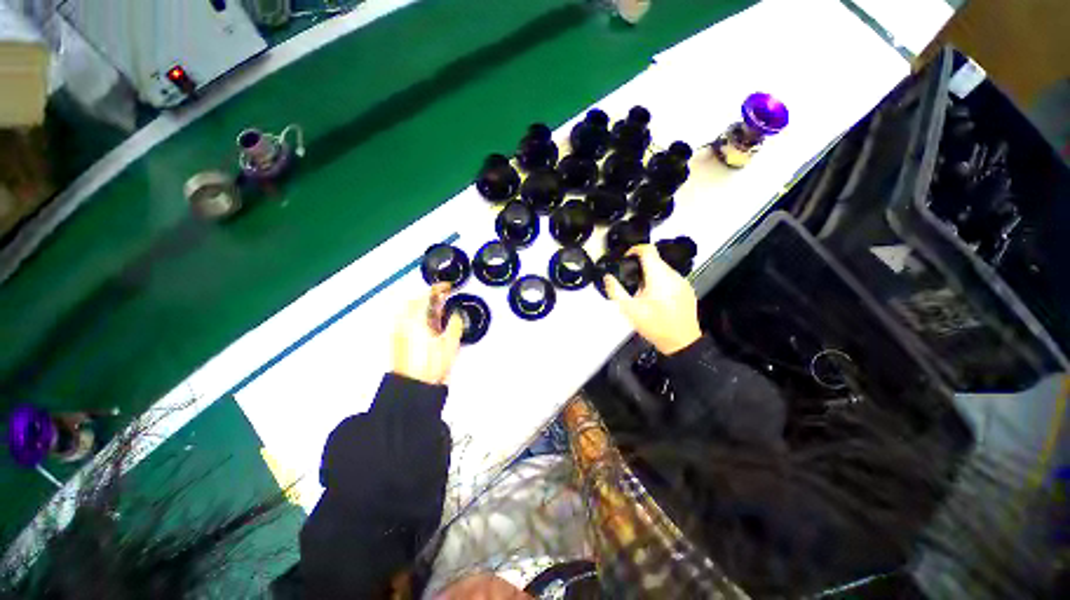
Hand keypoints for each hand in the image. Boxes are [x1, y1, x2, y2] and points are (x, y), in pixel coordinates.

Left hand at [392, 283, 463, 384]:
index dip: (438, 288)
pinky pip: (408, 319)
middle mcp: (404, 322)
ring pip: (411, 310)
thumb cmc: (430, 365)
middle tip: (444, 297)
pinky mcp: (398, 339)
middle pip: (415, 301)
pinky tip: (430, 323)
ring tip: (439, 309)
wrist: (413, 387)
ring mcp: (399, 330)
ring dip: (425, 305)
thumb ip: (454, 324)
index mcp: (416, 319)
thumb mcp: (449, 343)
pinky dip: (419, 315)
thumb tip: (455, 314)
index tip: (448, 287)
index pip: (426, 296)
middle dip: (430, 296)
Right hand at [604, 244, 701, 354]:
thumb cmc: (655, 326)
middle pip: (655, 260)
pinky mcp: (687, 289)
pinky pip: (671, 278)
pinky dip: (661, 282)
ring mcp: (683, 282)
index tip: (627, 257)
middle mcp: (673, 276)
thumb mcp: (629, 310)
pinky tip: (656, 298)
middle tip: (631, 281)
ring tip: (643, 293)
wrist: (681, 342)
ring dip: (651, 274)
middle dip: (641, 266)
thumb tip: (608, 277)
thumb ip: (616, 291)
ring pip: (663, 269)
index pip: (648, 250)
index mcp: (659, 277)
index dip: (635, 249)